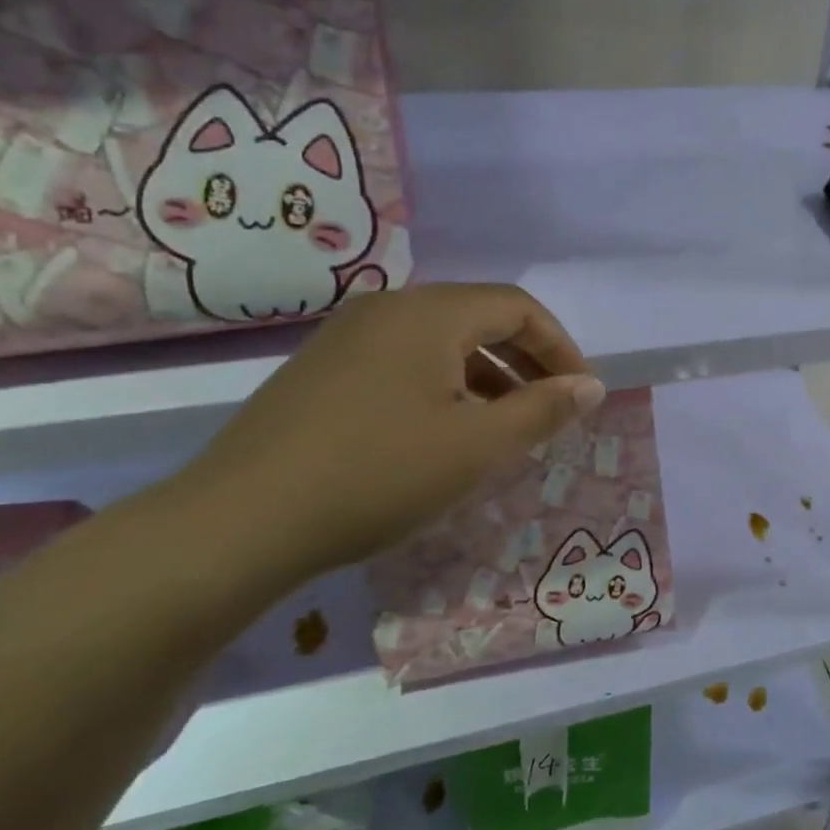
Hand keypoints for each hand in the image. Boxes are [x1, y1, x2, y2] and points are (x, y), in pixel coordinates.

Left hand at [171, 284, 603, 581]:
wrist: (239, 522)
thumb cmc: (378, 475)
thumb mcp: (477, 447)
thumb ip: (542, 410)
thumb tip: (590, 386)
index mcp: (429, 312)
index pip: (517, 307)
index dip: (560, 347)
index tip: (582, 394)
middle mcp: (387, 308)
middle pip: (478, 318)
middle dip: (526, 361)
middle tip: (552, 410)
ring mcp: (347, 337)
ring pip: (440, 343)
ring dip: (485, 376)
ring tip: (504, 428)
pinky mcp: (322, 370)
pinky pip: (403, 362)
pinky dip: (442, 387)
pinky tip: (442, 433)